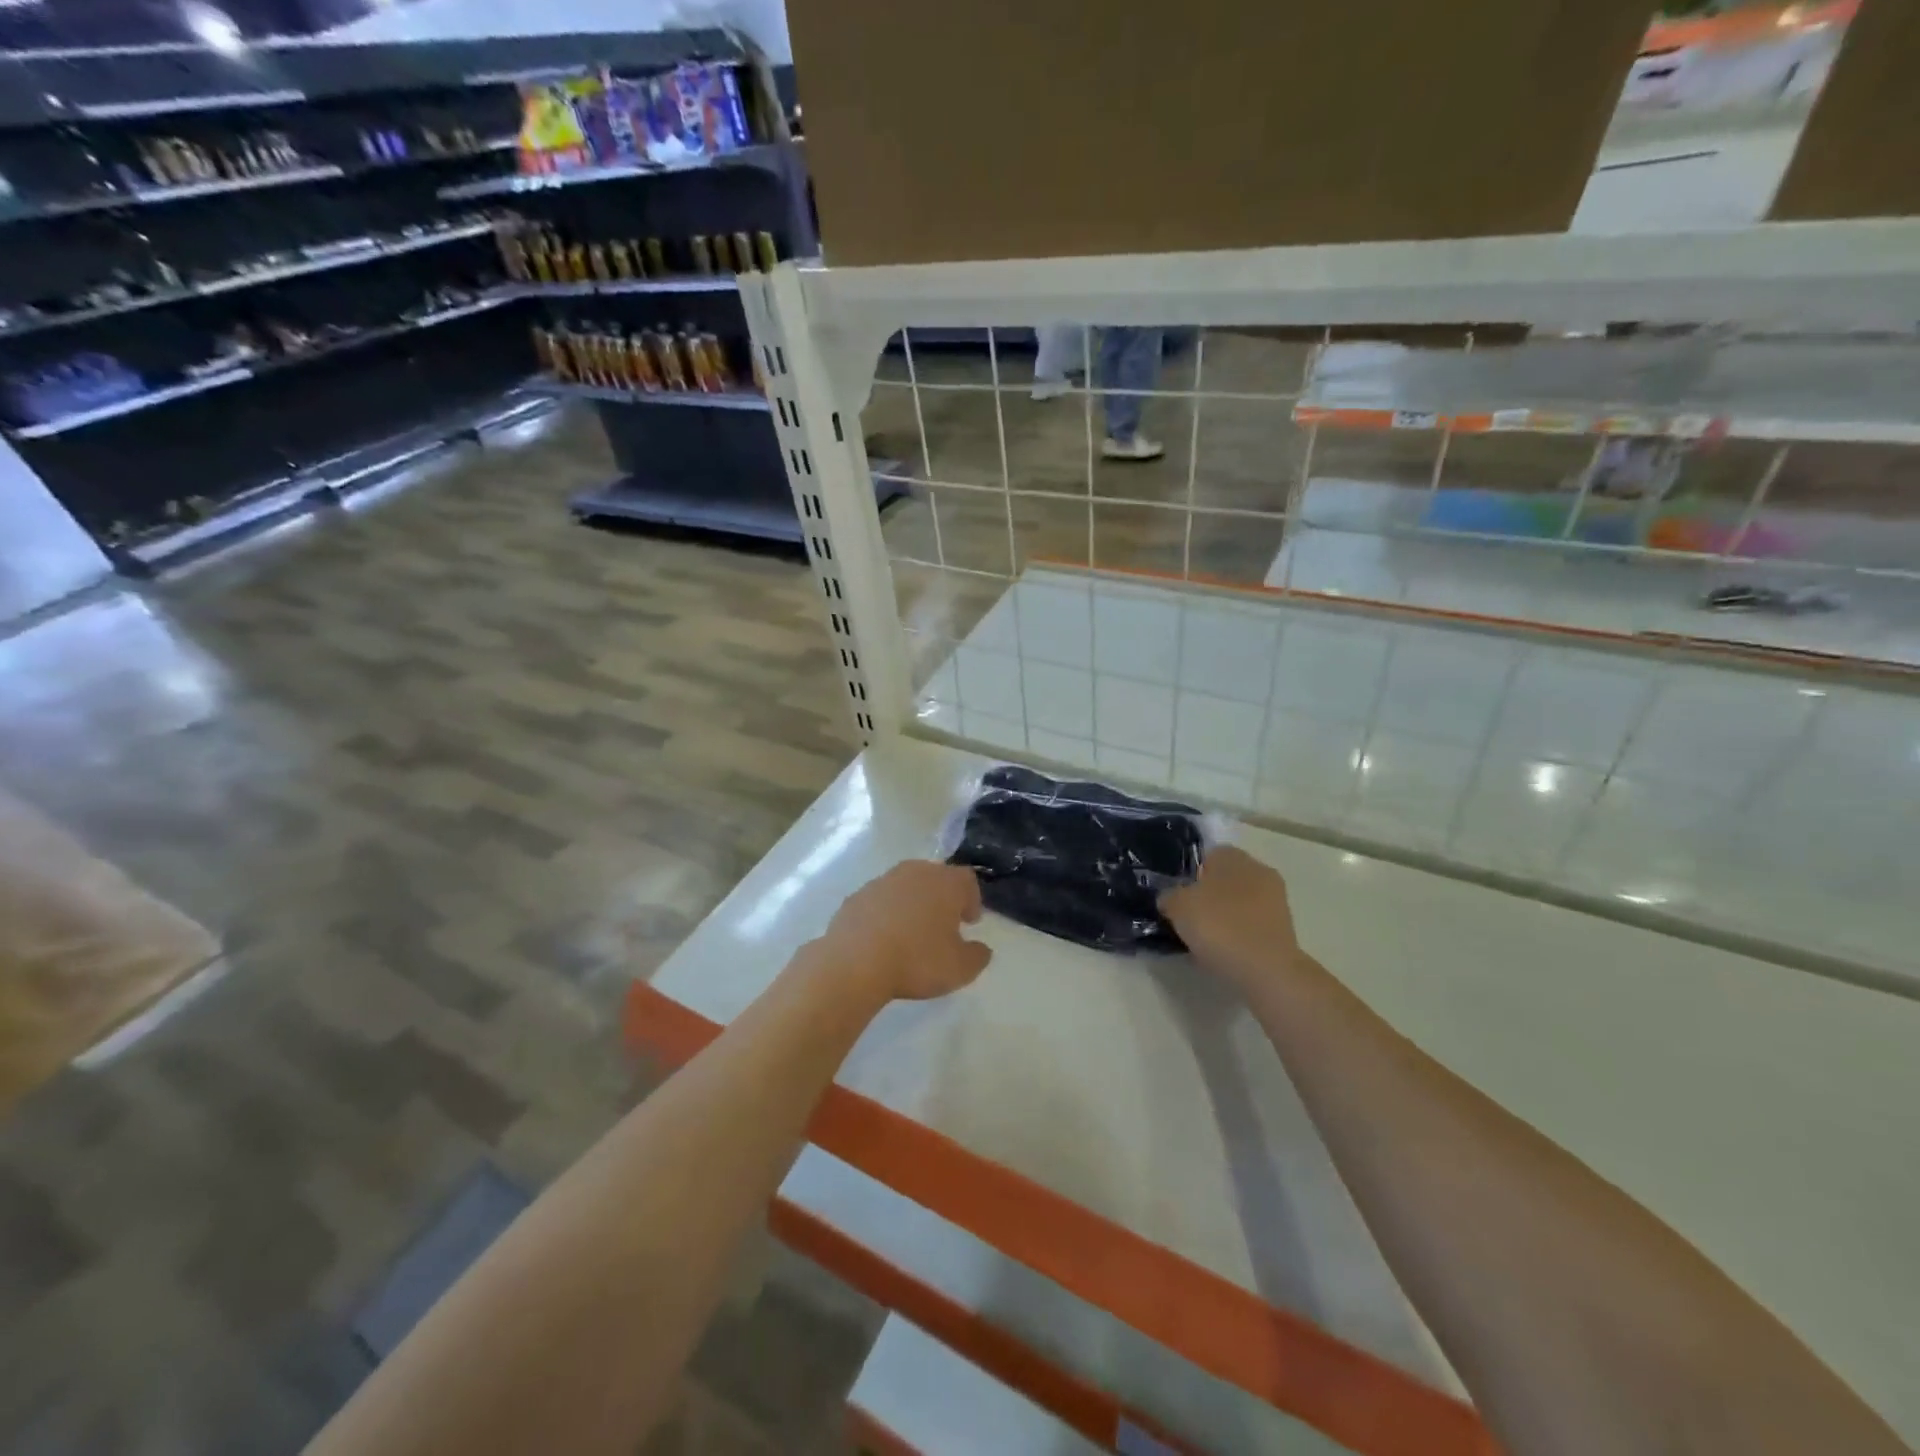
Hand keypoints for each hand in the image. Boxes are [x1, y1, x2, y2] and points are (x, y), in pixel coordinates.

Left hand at [818, 861, 991, 1002]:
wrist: (855, 961)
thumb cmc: (917, 960)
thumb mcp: (961, 968)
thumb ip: (978, 956)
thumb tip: (981, 949)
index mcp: (945, 883)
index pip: (967, 880)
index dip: (972, 899)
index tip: (969, 922)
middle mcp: (915, 872)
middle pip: (935, 877)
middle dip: (942, 898)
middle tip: (943, 925)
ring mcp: (882, 881)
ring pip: (905, 887)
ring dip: (912, 904)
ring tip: (911, 933)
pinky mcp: (856, 896)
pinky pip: (879, 901)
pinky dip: (885, 914)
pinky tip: (883, 939)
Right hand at [1159, 847, 1304, 994]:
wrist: (1267, 970)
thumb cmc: (1219, 926)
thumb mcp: (1177, 906)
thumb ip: (1169, 896)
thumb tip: (1170, 899)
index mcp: (1233, 856)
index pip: (1206, 856)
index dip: (1189, 875)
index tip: (1177, 897)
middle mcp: (1258, 870)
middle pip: (1224, 880)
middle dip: (1207, 897)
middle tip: (1187, 918)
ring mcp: (1276, 900)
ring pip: (1239, 904)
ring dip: (1223, 917)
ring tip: (1203, 941)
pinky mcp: (1284, 929)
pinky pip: (1250, 926)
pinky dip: (1237, 936)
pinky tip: (1223, 953)